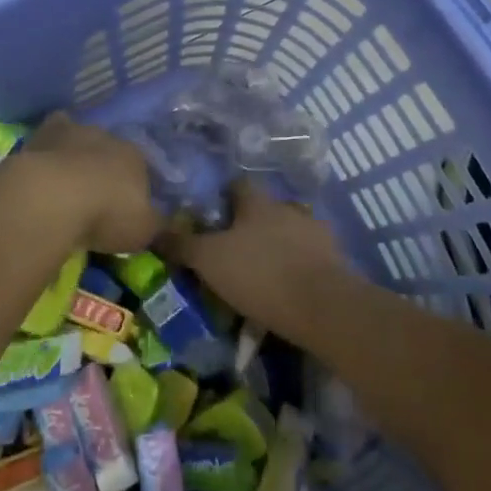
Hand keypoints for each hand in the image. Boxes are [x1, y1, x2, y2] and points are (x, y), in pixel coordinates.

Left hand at [15, 113, 161, 254]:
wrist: (55, 197)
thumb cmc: (106, 214)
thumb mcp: (143, 231)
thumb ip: (156, 224)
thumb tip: (165, 223)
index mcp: (137, 157)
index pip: (143, 168)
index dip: (136, 188)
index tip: (127, 209)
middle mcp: (109, 137)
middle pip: (111, 151)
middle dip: (106, 169)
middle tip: (96, 196)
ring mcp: (75, 131)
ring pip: (82, 139)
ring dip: (78, 156)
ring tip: (67, 184)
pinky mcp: (44, 134)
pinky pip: (52, 134)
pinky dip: (51, 145)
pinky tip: (46, 163)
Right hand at [169, 182, 353, 341]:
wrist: (321, 305)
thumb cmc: (260, 275)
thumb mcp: (210, 261)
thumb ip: (184, 245)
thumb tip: (155, 229)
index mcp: (257, 203)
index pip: (239, 185)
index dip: (227, 197)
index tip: (216, 216)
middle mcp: (287, 207)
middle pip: (267, 208)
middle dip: (255, 223)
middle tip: (239, 249)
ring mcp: (315, 231)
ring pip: (292, 230)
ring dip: (282, 243)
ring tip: (269, 269)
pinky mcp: (336, 258)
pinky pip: (313, 255)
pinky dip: (303, 264)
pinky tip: (295, 284)